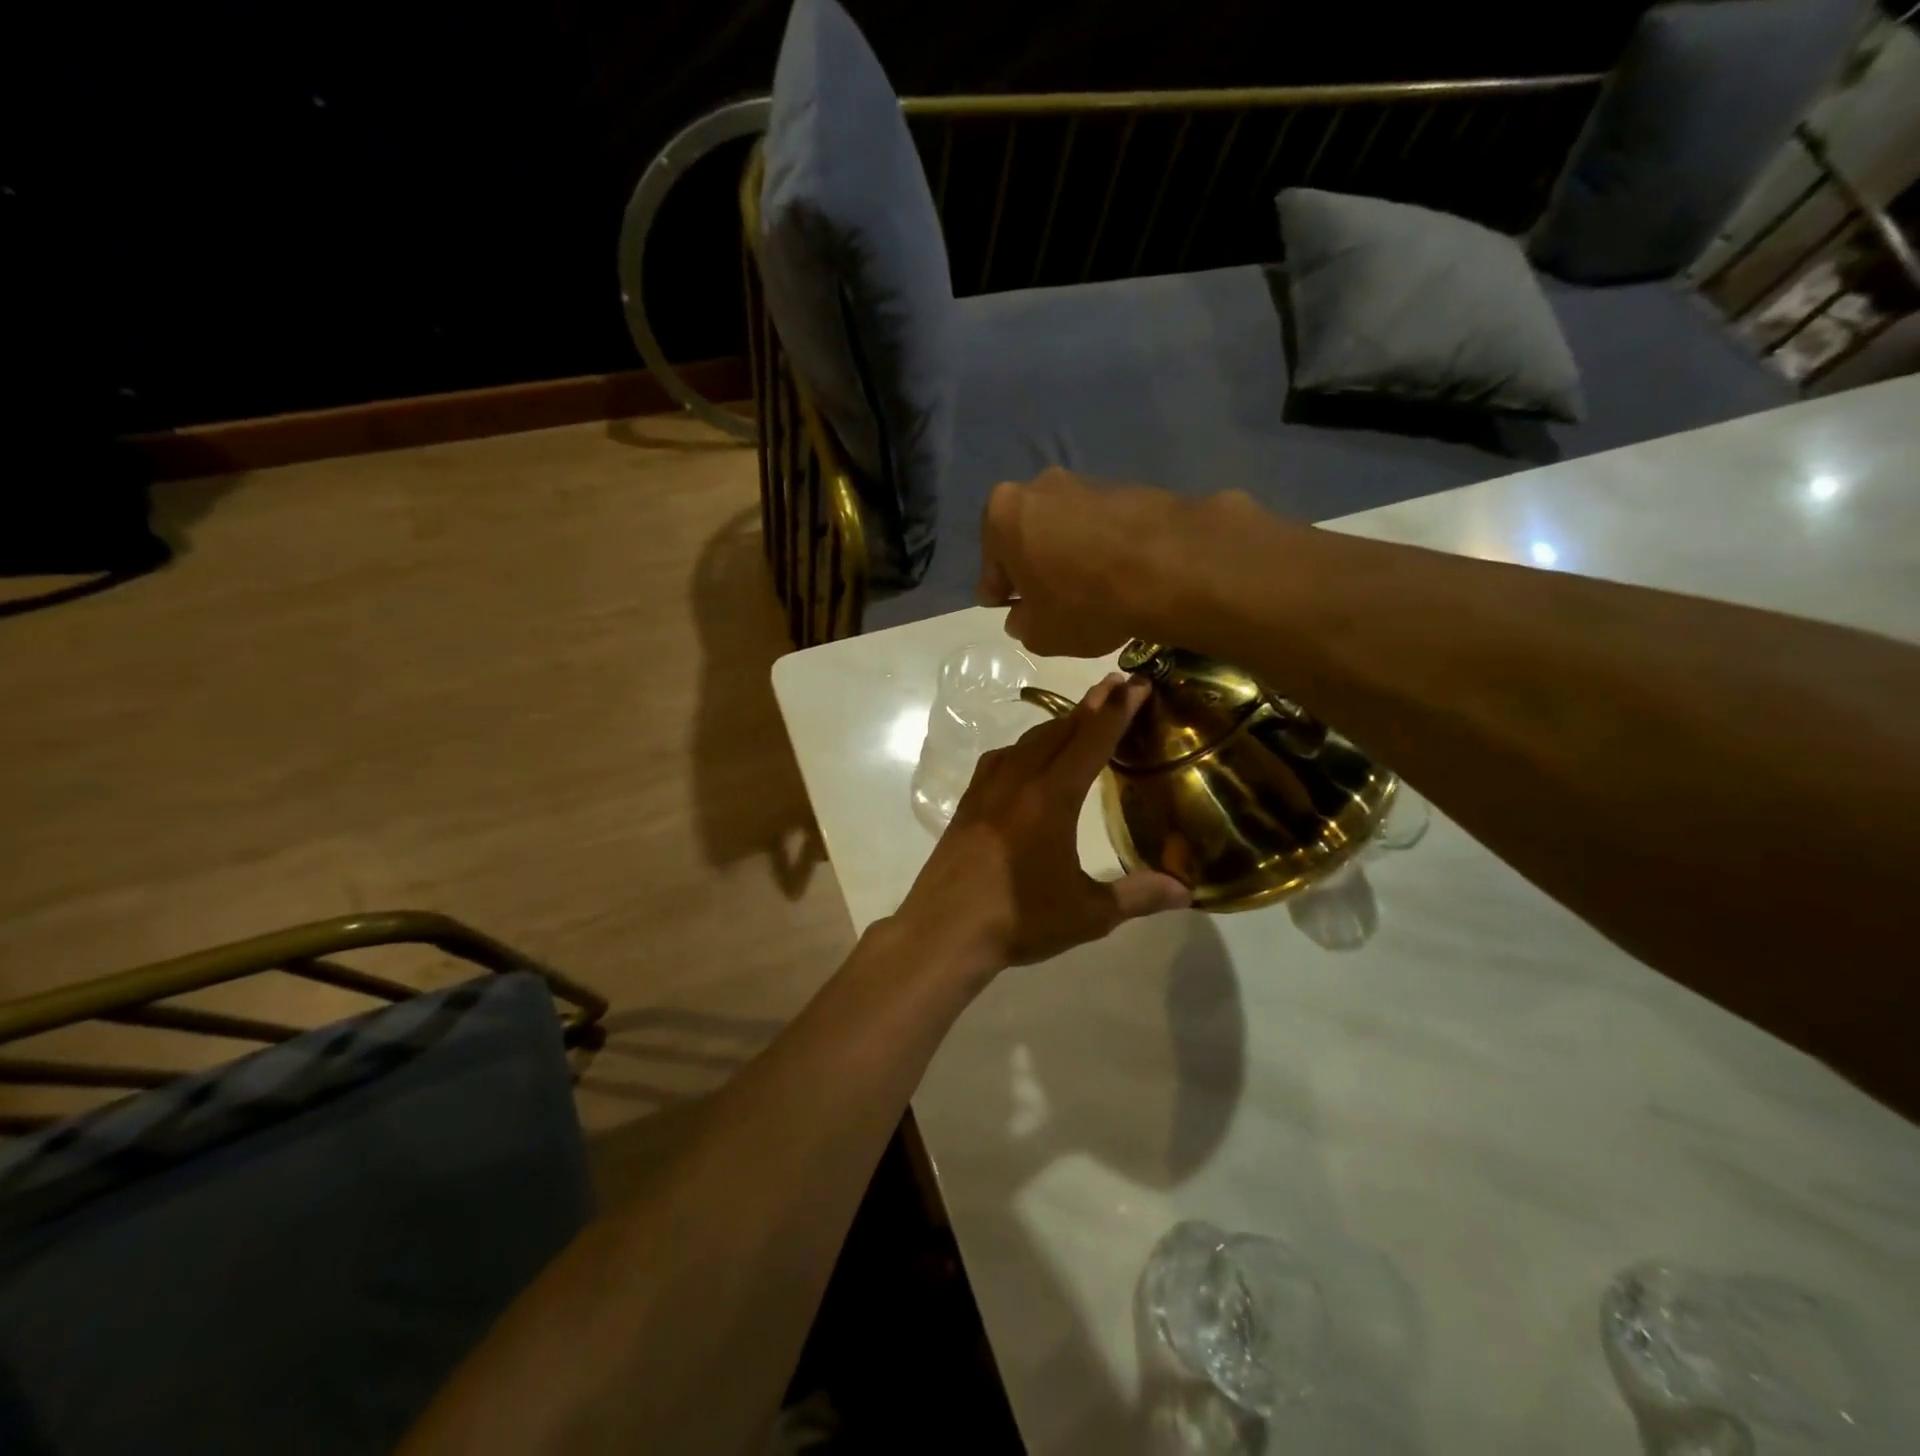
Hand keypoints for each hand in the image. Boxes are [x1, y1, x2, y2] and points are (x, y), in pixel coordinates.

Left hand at [891, 674, 1190, 979]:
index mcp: (1052, 798)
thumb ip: (1137, 896)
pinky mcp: (967, 805)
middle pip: (1058, 732)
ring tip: (1077, 718)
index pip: (1091, 742)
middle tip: (1114, 685)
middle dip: (1090, 707)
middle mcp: (1018, 782)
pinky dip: (1022, 748)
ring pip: (1027, 742)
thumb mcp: (1087, 914)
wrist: (944, 931)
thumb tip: (1186, 892)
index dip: (1116, 712)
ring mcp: (987, 791)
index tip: (1135, 683)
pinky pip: (999, 760)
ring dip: (1056, 725)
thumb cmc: (1019, 921)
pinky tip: (1023, 758)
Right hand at [976, 467, 1207, 657]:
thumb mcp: (1039, 633)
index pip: (991, 565)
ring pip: (1064, 528)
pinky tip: (1118, 576)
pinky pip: (1101, 526)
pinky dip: (1102, 547)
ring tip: (1090, 590)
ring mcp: (1086, 482)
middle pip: (1027, 537)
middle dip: (1034, 566)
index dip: (1002, 594)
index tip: (1014, 611)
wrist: (1170, 567)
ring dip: (1069, 555)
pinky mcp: (1127, 487)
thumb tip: (1024, 615)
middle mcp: (1039, 486)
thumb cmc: (1084, 601)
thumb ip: (1021, 623)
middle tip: (1049, 601)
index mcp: (1002, 515)